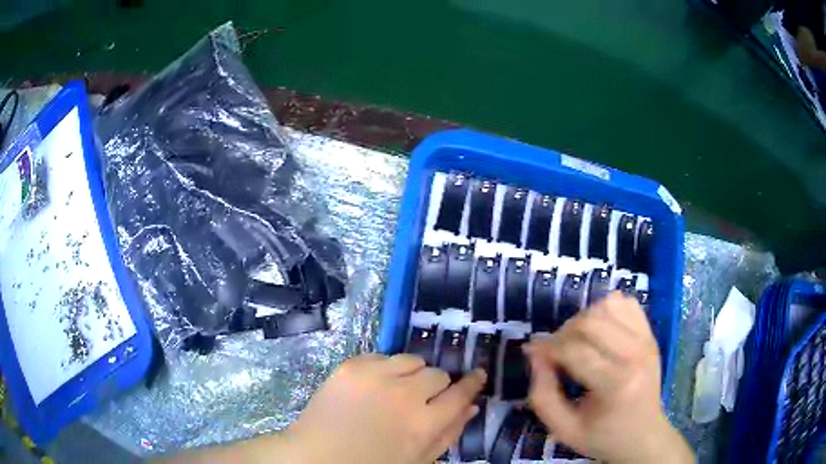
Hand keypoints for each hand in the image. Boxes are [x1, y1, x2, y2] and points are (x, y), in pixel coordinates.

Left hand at [285, 353, 485, 463]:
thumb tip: (472, 407)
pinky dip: (384, 369)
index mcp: (424, 424)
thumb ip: (449, 434)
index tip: (477, 375)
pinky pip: (382, 356)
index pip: (461, 394)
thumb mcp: (418, 460)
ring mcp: (376, 376)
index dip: (472, 383)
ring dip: (412, 374)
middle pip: (438, 374)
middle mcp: (404, 395)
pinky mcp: (351, 366)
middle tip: (423, 399)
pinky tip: (374, 387)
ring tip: (397, 390)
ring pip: (412, 360)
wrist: (318, 456)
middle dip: (437, 386)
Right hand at [525, 292, 693, 463]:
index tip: (532, 354)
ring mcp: (647, 340)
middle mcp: (636, 354)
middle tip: (555, 351)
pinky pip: (626, 302)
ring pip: (608, 305)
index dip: (546, 348)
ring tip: (578, 341)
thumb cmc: (602, 437)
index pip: (574, 350)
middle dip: (563, 332)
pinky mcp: (651, 334)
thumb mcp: (563, 429)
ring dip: (584, 318)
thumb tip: (536, 354)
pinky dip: (606, 310)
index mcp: (616, 384)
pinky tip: (600, 332)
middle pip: (591, 321)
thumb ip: (542, 395)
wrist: (643, 435)